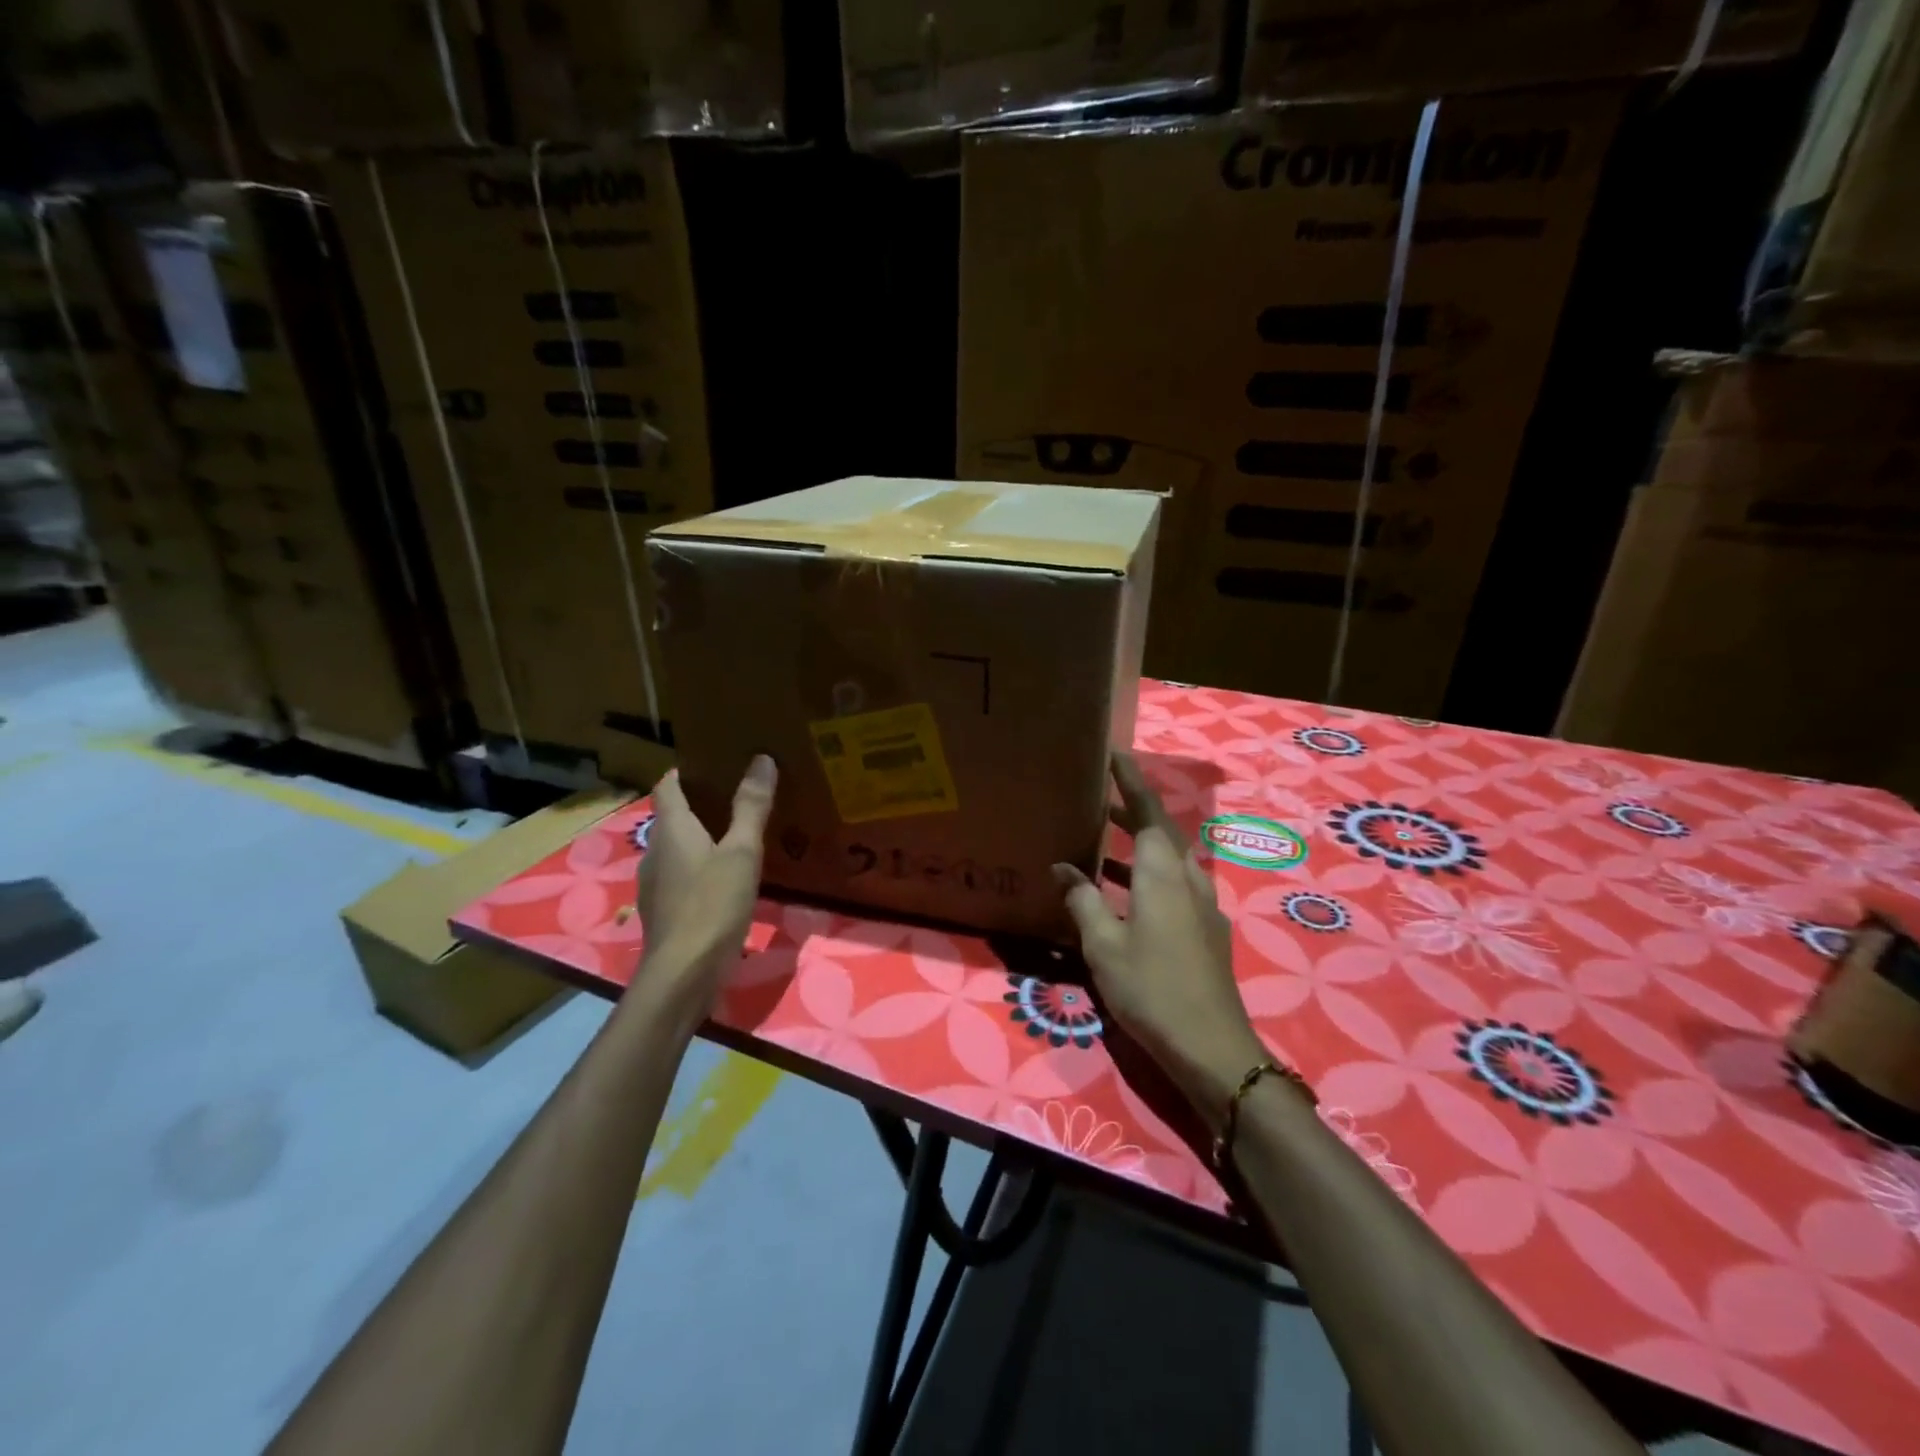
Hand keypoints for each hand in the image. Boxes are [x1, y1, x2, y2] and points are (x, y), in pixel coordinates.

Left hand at [636, 756, 777, 1003]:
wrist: (683, 974)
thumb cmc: (712, 904)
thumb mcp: (742, 853)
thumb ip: (751, 807)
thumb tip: (761, 759)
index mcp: (672, 829)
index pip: (667, 786)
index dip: (684, 771)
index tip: (712, 763)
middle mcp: (656, 851)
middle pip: (672, 817)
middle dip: (699, 803)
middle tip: (737, 794)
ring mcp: (656, 884)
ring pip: (677, 848)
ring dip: (700, 837)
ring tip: (737, 834)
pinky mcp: (665, 911)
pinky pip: (681, 875)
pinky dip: (700, 867)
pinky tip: (727, 878)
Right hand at [1054, 752, 1270, 1128]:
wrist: (1211, 1046)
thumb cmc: (1150, 988)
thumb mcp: (1103, 945)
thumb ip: (1083, 900)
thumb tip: (1062, 868)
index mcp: (1163, 873)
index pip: (1148, 810)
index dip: (1131, 781)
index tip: (1114, 753)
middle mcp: (1188, 879)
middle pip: (1162, 831)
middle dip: (1132, 811)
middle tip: (1099, 798)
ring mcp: (1202, 905)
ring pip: (1169, 860)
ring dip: (1139, 846)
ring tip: (1102, 844)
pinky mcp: (1206, 929)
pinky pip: (1174, 885)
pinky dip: (1148, 876)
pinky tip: (1125, 896)